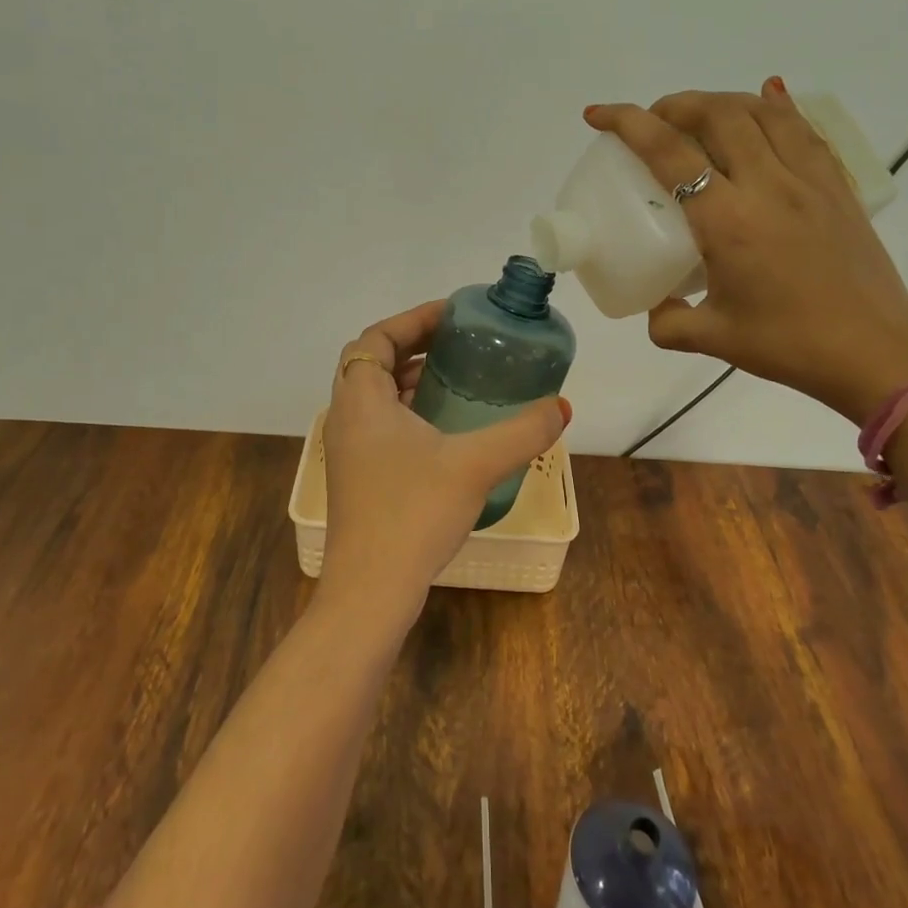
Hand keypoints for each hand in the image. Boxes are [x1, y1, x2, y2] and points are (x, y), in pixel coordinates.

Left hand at [318, 302, 569, 630]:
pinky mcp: (357, 478)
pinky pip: (378, 424)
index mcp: (361, 401)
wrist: (371, 592)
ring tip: (454, 377)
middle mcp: (346, 418)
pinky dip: (406, 410)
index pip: (375, 338)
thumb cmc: (413, 513)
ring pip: (373, 396)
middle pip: (371, 362)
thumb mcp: (475, 465)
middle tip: (456, 342)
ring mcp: (347, 451)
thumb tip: (561, 407)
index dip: (412, 320)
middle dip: (411, 345)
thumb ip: (522, 432)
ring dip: (408, 379)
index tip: (452, 315)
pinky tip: (443, 429)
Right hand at [586, 81, 907, 423]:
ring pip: (762, 111)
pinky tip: (766, 102)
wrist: (877, 355)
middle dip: (675, 104)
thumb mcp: (713, 339)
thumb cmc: (790, 346)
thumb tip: (655, 305)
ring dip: (722, 101)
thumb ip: (668, 321)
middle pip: (717, 114)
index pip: (669, 152)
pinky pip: (804, 128)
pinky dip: (776, 107)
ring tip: (700, 116)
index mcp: (728, 221)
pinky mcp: (838, 186)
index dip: (628, 123)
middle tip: (654, 120)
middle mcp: (768, 185)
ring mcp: (809, 180)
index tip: (598, 114)